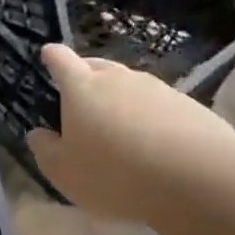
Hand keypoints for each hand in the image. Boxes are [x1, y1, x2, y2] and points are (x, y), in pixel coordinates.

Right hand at [26, 44, 234, 218]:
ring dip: (124, 101)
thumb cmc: (113, 173)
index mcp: (82, 88)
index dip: (53, 57)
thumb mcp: (64, 172)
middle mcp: (120, 79)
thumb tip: (39, 134)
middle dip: (87, 77)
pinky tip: (158, 146)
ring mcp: (159, 89)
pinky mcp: (191, 106)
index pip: (61, 60)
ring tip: (123, 132)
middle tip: (82, 100)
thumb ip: (45, 150)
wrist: (195, 180)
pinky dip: (155, 120)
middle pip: (98, 67)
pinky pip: (163, 108)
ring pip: (133, 87)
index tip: (48, 54)